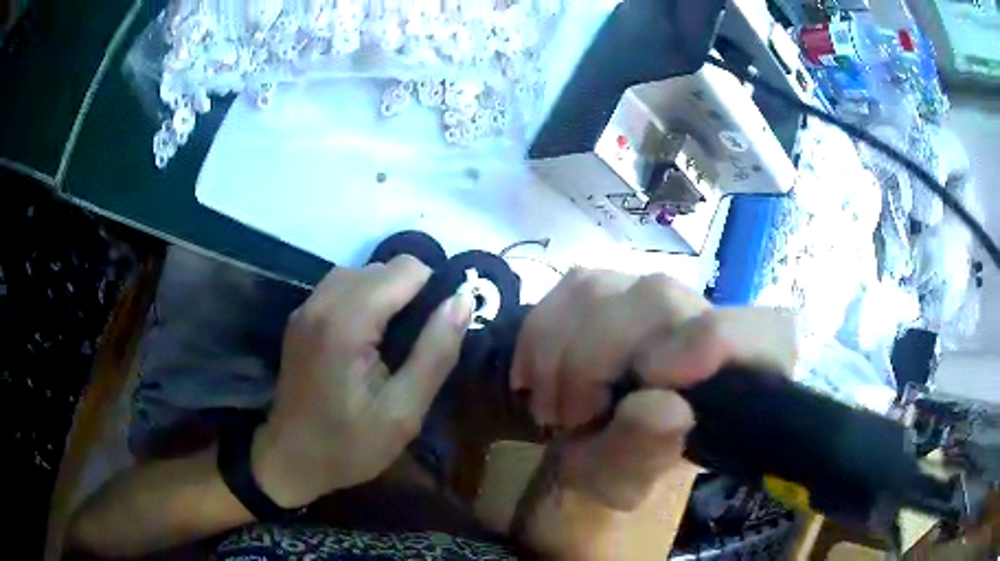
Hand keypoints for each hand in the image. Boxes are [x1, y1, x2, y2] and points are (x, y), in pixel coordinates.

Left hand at [251, 257, 473, 507]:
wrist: (290, 459)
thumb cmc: (349, 445)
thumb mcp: (404, 412)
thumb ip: (435, 352)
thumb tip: (462, 300)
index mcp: (346, 323)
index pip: (407, 269)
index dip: (433, 291)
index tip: (439, 331)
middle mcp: (322, 302)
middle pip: (384, 267)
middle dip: (411, 294)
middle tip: (419, 343)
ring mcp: (306, 307)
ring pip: (362, 272)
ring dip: (388, 295)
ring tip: (396, 340)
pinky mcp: (300, 317)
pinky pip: (342, 287)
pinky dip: (365, 299)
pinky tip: (369, 338)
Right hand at [512, 270, 796, 510]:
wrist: (586, 461)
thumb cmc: (616, 482)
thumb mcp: (623, 487)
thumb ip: (644, 455)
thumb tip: (667, 406)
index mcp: (738, 384)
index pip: (763, 332)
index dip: (711, 341)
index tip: (651, 379)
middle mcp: (708, 328)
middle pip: (660, 299)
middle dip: (594, 358)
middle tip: (570, 416)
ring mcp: (658, 303)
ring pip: (605, 287)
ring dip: (558, 351)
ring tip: (555, 406)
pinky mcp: (614, 293)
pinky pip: (570, 288)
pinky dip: (541, 334)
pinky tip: (537, 377)